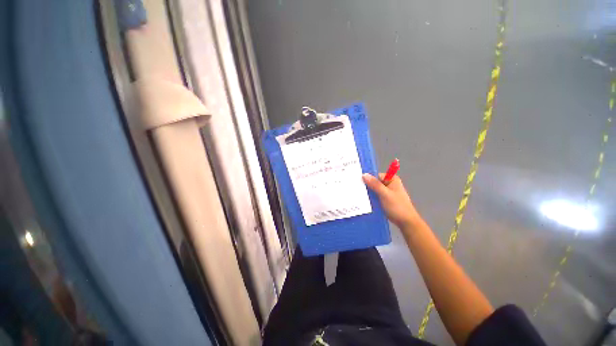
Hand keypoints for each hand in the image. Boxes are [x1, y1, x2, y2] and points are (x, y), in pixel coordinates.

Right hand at [362, 173, 422, 229]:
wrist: (406, 223)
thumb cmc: (397, 207)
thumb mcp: (385, 194)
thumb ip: (375, 184)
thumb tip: (364, 174)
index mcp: (392, 179)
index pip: (376, 176)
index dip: (368, 179)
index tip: (358, 184)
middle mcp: (390, 184)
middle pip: (375, 183)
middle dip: (367, 187)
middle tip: (357, 191)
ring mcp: (387, 192)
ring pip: (374, 190)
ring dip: (368, 194)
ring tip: (359, 197)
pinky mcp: (385, 200)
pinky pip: (376, 196)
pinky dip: (371, 199)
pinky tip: (364, 202)